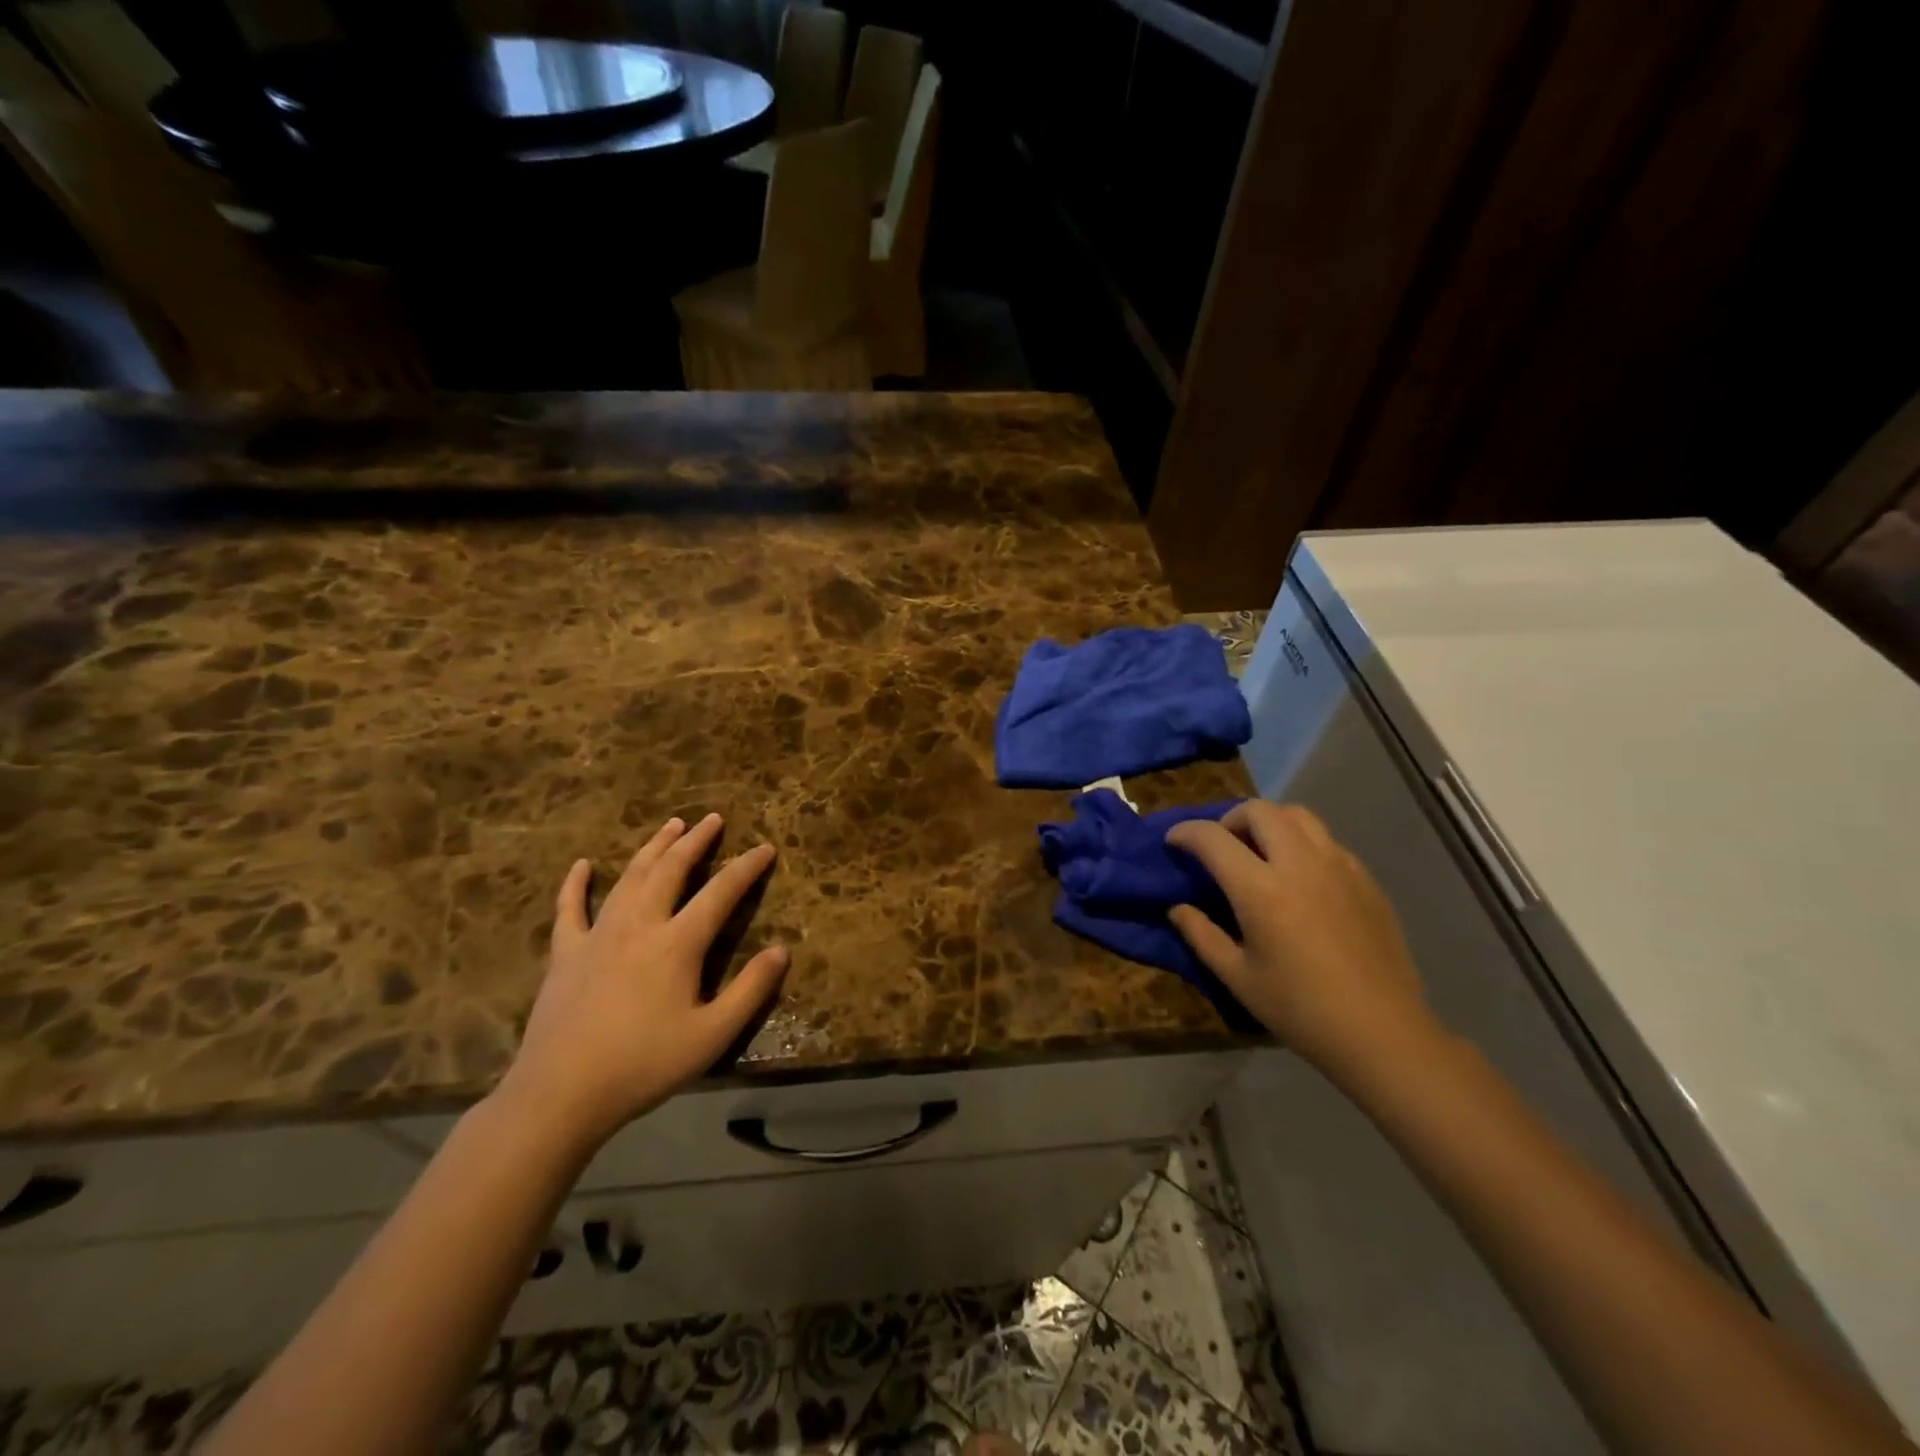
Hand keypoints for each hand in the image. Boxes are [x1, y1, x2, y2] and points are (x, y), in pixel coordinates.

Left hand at [495, 814, 787, 1151]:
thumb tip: (782, 951)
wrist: (560, 1094)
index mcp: (677, 944)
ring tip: (670, 826)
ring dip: (653, 848)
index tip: (765, 848)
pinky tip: (582, 865)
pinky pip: (570, 909)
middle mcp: (639, 925)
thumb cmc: (643, 1065)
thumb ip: (750, 991)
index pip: (720, 893)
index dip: (746, 867)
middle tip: (712, 819)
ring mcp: (597, 935)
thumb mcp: (711, 1036)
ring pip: (629, 877)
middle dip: (695, 841)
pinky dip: (576, 884)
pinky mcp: (565, 953)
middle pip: (671, 870)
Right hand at [1167, 802, 1438, 1079]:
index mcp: (1260, 889)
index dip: (1186, 832)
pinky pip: (1327, 841)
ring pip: (1298, 815)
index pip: (1213, 838)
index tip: (1173, 841)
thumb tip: (1178, 908)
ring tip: (1260, 853)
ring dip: (1269, 823)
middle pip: (1259, 810)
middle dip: (1230, 818)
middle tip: (1220, 846)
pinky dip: (1302, 843)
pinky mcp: (1366, 879)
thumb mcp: (1237, 977)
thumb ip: (1201, 935)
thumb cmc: (1300, 1009)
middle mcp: (1299, 864)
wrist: (1382, 1033)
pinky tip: (1300, 879)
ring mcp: (1339, 867)